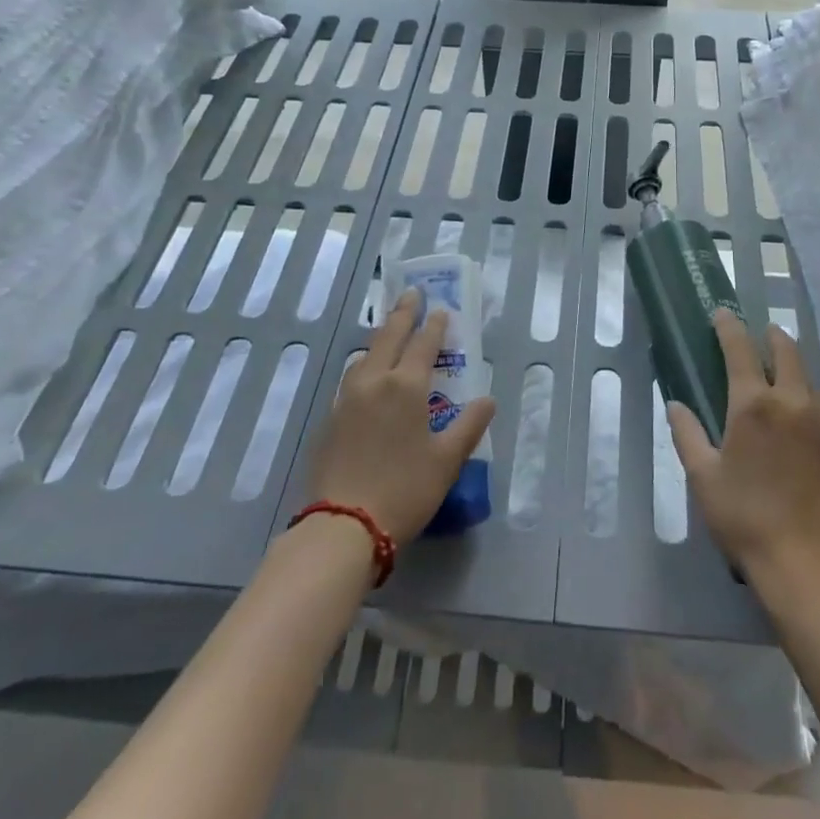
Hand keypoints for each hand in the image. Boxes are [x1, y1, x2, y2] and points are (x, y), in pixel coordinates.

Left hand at [305, 289, 495, 546]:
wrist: (343, 525)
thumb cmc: (404, 489)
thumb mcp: (447, 460)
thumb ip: (469, 425)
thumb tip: (487, 399)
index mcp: (406, 386)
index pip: (424, 344)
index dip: (435, 326)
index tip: (441, 310)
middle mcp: (375, 381)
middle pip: (390, 336)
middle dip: (404, 313)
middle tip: (412, 293)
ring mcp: (348, 398)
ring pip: (366, 354)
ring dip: (381, 336)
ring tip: (390, 330)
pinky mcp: (332, 417)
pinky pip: (353, 376)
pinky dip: (366, 362)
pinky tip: (367, 373)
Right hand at [668, 309, 819, 584]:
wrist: (814, 568)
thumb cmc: (747, 520)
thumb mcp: (704, 479)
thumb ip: (687, 435)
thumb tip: (676, 405)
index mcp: (754, 404)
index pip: (740, 348)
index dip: (729, 326)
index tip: (723, 313)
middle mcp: (795, 402)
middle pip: (788, 352)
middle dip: (773, 337)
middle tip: (765, 335)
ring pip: (816, 381)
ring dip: (801, 371)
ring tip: (792, 377)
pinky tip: (816, 425)